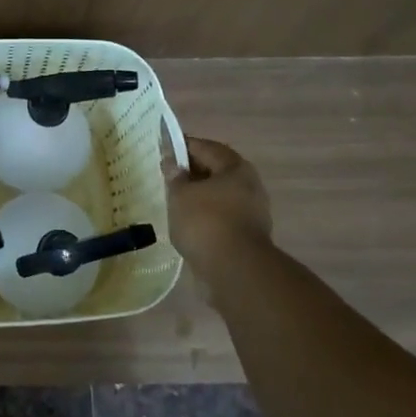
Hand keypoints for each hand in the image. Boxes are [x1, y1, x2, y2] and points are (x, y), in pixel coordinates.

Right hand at [162, 135, 273, 273]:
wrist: (235, 270)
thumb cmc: (205, 222)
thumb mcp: (180, 194)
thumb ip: (174, 175)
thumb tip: (171, 162)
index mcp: (235, 167)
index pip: (205, 147)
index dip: (182, 147)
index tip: (162, 151)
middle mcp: (249, 184)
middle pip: (215, 171)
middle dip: (191, 173)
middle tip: (167, 178)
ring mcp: (252, 211)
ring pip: (220, 195)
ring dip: (199, 196)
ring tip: (174, 202)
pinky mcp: (248, 234)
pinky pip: (222, 216)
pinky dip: (206, 216)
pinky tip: (188, 224)